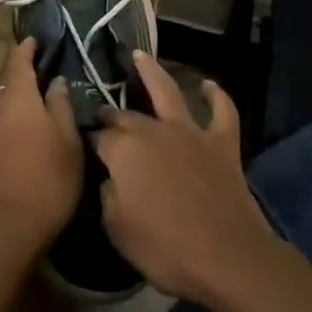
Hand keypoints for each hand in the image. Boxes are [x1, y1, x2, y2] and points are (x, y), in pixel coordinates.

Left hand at [0, 40, 82, 257]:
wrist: (10, 226)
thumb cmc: (49, 178)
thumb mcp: (68, 140)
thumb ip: (61, 106)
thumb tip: (56, 81)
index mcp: (19, 99)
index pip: (19, 62)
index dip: (26, 49)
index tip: (35, 39)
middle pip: (6, 79)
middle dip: (19, 67)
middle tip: (36, 60)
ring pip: (1, 99)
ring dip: (15, 89)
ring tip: (34, 88)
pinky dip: (11, 110)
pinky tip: (24, 120)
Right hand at [95, 53, 280, 307]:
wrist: (227, 257)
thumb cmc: (165, 248)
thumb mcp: (116, 229)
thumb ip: (107, 195)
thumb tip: (109, 177)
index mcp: (123, 150)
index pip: (99, 137)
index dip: (91, 141)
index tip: (84, 147)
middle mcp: (153, 130)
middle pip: (126, 114)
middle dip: (112, 113)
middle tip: (104, 114)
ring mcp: (190, 132)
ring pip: (168, 91)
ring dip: (153, 71)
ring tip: (141, 55)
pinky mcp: (222, 142)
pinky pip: (222, 111)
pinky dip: (216, 96)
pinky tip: (208, 85)